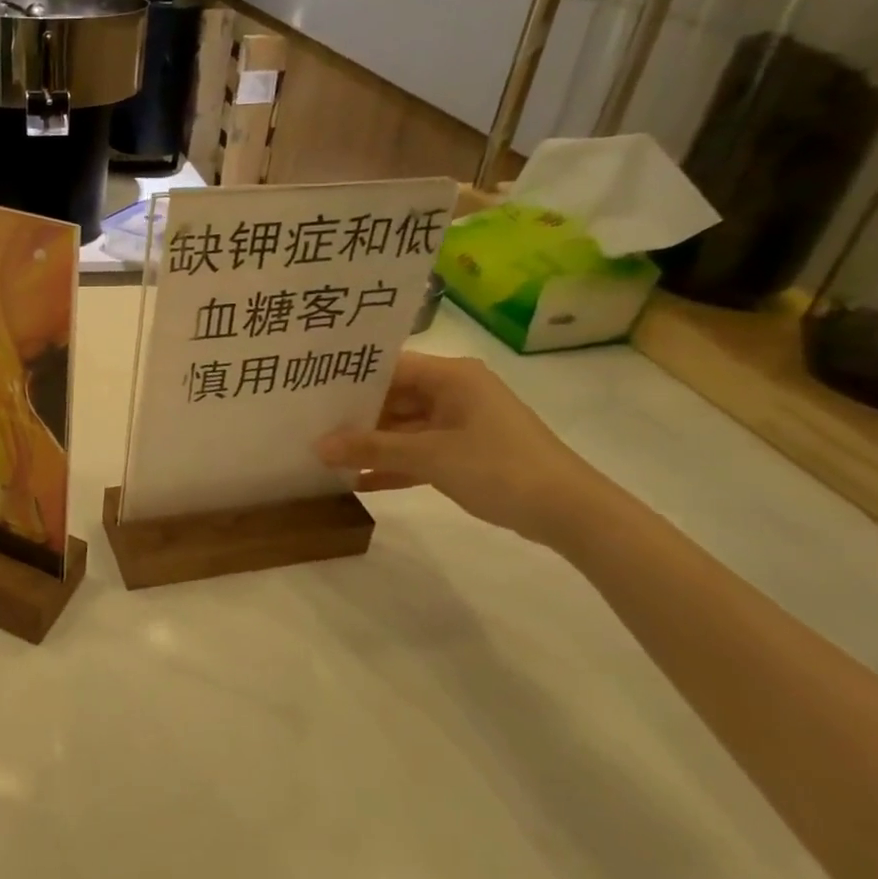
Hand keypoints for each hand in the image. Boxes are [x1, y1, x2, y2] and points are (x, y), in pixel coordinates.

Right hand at [314, 351, 608, 545]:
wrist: (569, 511)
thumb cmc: (499, 467)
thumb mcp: (430, 456)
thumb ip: (372, 448)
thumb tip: (318, 446)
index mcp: (451, 377)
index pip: (390, 366)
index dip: (350, 377)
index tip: (310, 387)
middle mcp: (454, 392)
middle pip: (394, 397)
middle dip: (355, 414)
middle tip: (308, 422)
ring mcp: (460, 424)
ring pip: (404, 428)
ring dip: (371, 443)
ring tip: (323, 451)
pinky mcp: (464, 454)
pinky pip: (418, 453)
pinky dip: (393, 465)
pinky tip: (357, 480)